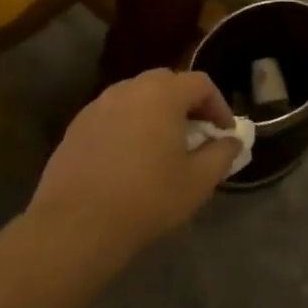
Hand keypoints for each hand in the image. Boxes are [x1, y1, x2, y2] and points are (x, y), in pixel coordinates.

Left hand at [26, 69, 239, 261]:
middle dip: (186, 103)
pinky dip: (129, 125)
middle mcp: (128, 90)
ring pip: (135, 96)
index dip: (218, 105)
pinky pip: (112, 114)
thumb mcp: (198, 182)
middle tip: (196, 133)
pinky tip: (129, 158)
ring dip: (155, 112)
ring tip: (163, 145)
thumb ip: (222, 154)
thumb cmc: (147, 199)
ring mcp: (97, 106)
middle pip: (166, 82)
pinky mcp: (76, 127)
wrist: (77, 225)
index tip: (224, 133)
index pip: (200, 83)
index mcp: (161, 95)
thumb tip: (232, 141)